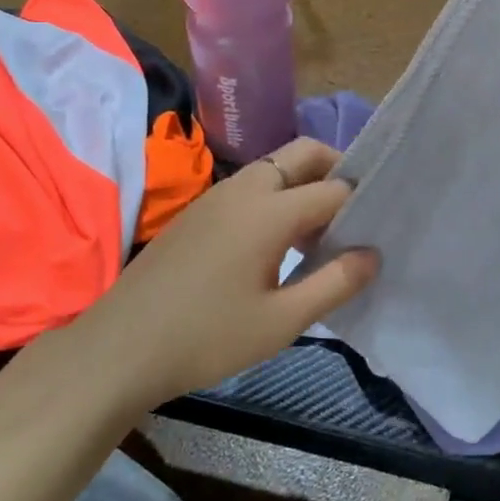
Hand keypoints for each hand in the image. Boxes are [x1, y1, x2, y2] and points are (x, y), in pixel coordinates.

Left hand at [84, 138, 377, 405]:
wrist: (120, 347)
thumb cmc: (207, 337)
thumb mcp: (281, 322)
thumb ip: (334, 284)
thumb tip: (372, 254)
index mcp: (270, 210)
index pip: (334, 189)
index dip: (361, 203)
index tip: (379, 224)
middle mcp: (245, 189)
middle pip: (303, 153)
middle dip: (336, 169)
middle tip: (355, 211)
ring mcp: (216, 196)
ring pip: (275, 166)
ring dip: (304, 183)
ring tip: (320, 231)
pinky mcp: (198, 211)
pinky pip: (251, 185)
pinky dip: (277, 195)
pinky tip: (277, 241)